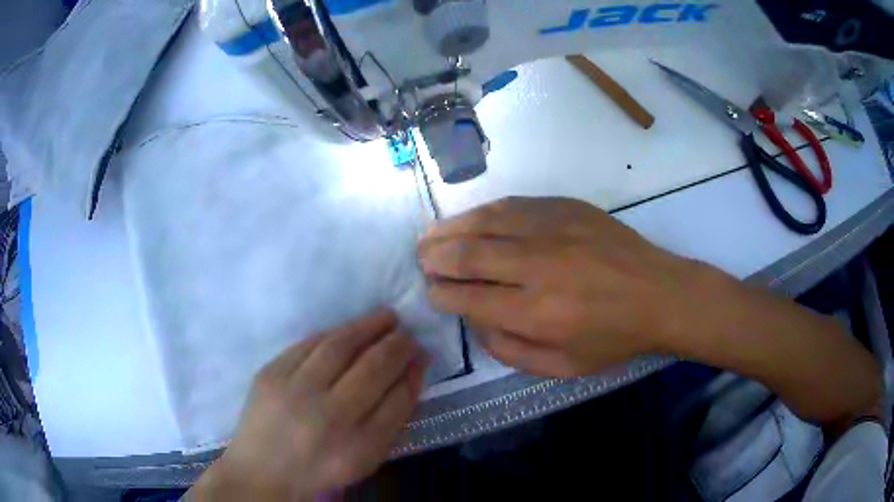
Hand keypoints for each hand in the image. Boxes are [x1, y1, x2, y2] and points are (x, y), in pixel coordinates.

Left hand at [190, 309, 427, 500]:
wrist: (263, 470)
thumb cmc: (321, 467)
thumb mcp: (366, 457)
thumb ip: (393, 416)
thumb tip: (412, 371)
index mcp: (355, 444)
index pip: (396, 397)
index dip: (412, 369)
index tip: (421, 352)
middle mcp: (325, 414)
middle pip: (371, 367)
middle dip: (396, 344)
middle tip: (406, 331)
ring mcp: (292, 390)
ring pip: (338, 346)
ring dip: (366, 326)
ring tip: (385, 317)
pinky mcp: (269, 373)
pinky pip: (307, 344)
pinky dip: (332, 333)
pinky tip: (347, 330)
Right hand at [418, 197, 698, 375]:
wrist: (661, 294)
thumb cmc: (614, 338)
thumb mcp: (564, 368)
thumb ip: (512, 351)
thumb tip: (477, 323)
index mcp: (537, 313)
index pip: (469, 297)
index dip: (442, 293)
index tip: (431, 291)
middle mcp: (538, 266)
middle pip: (469, 254)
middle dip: (435, 257)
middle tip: (421, 259)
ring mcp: (553, 230)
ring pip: (486, 222)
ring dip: (451, 229)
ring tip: (431, 235)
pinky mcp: (566, 208)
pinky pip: (513, 205)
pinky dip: (485, 212)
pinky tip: (472, 218)